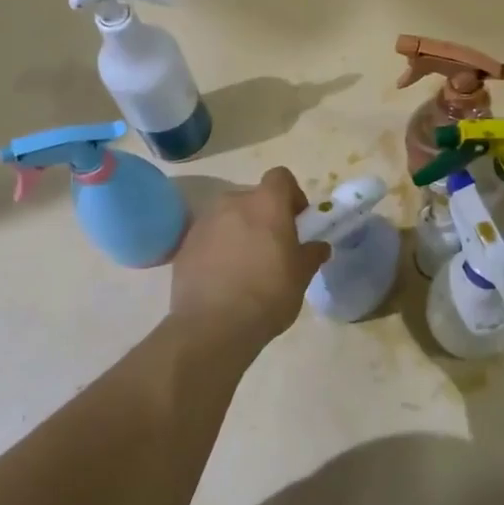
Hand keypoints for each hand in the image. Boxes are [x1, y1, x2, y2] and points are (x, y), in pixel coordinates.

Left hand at [169, 168, 328, 352]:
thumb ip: (311, 254)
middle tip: (273, 247)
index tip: (297, 221)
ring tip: (246, 265)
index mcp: (266, 204)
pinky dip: (217, 249)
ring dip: (239, 232)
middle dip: (264, 216)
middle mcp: (232, 203)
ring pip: (228, 217)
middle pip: (253, 198)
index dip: (292, 195)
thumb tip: (319, 246)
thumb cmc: (267, 294)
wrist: (212, 326)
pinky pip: (208, 238)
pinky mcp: (184, 246)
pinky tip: (224, 279)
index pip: (281, 177)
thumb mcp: (301, 277)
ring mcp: (204, 223)